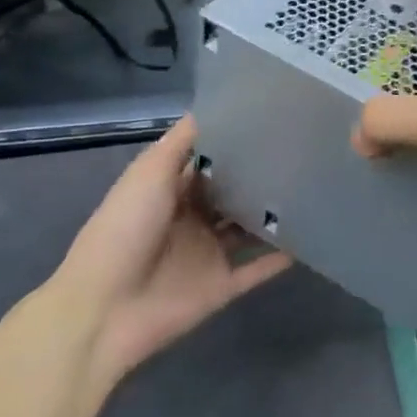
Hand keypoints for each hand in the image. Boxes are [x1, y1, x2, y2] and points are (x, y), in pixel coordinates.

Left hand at [49, 116, 289, 391]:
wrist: (104, 310)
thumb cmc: (124, 231)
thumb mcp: (149, 174)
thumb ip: (182, 143)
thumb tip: (215, 106)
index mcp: (169, 192)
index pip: (207, 162)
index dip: (233, 144)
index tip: (271, 121)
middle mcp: (191, 219)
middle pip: (230, 194)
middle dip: (259, 176)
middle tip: (302, 150)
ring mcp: (207, 254)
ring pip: (248, 230)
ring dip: (272, 214)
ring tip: (313, 188)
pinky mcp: (221, 287)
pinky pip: (257, 269)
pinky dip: (280, 257)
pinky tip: (311, 238)